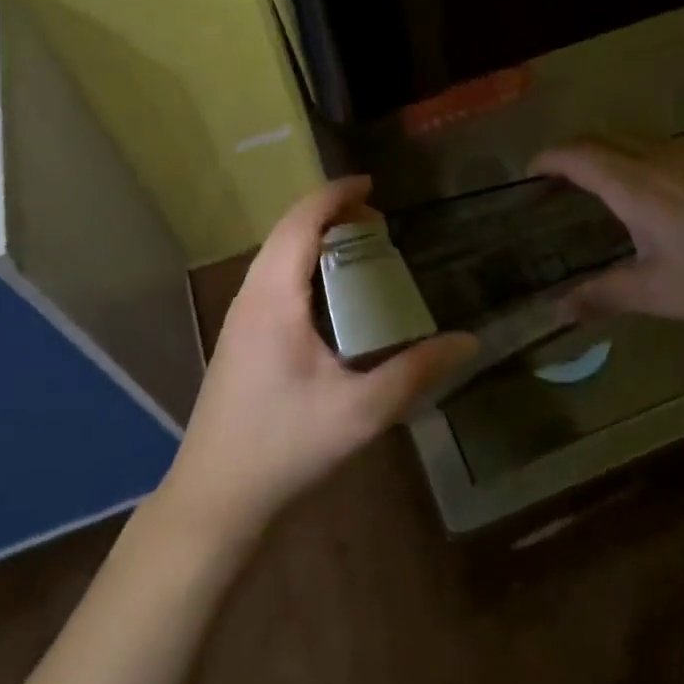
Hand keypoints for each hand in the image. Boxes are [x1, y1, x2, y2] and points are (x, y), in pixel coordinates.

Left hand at [159, 177, 477, 542]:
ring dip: (313, 237)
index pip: (301, 222)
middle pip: (286, 231)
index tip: (373, 185)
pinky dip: (302, 263)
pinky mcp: (239, 338)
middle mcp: (251, 296)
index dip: (336, 194)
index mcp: (274, 298)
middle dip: (329, 212)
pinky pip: (271, 277)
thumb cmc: (284, 446)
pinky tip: (328, 294)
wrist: (214, 497)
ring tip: (357, 245)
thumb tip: (469, 342)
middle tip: (376, 218)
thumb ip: (416, 373)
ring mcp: (239, 317)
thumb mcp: (360, 411)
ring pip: (275, 254)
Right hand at [529, 137, 683, 330]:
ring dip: (609, 151)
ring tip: (602, 183)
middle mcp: (659, 158)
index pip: (577, 155)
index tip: (530, 172)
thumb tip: (556, 311)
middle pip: (603, 137)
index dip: (548, 158)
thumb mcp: (658, 293)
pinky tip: (658, 190)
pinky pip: (666, 146)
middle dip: (574, 151)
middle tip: (560, 179)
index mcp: (635, 186)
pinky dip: (642, 157)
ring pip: (636, 138)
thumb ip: (603, 295)